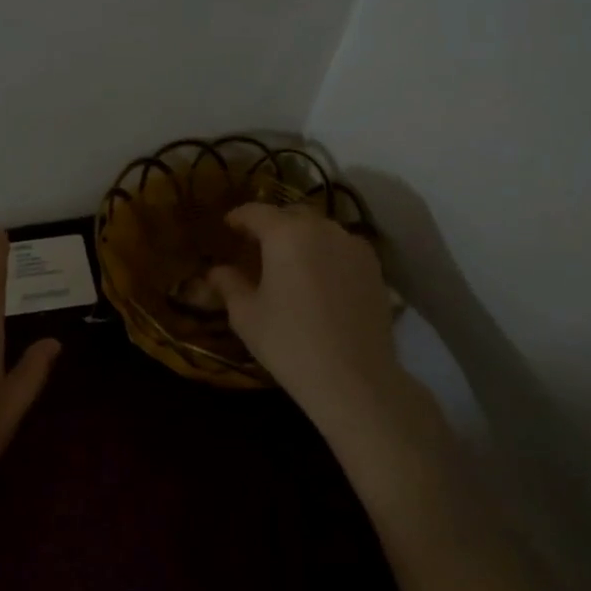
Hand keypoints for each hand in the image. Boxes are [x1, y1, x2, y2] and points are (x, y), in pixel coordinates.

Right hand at [209, 204, 405, 431]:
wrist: (354, 378)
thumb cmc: (289, 343)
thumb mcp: (246, 315)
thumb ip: (229, 285)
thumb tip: (216, 271)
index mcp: (286, 234)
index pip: (256, 212)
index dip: (238, 217)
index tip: (227, 226)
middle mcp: (323, 229)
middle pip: (291, 215)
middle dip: (271, 225)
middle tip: (255, 246)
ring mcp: (354, 246)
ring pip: (320, 230)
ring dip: (300, 238)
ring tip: (288, 262)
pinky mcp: (374, 268)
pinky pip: (342, 248)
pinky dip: (325, 253)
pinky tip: (317, 279)